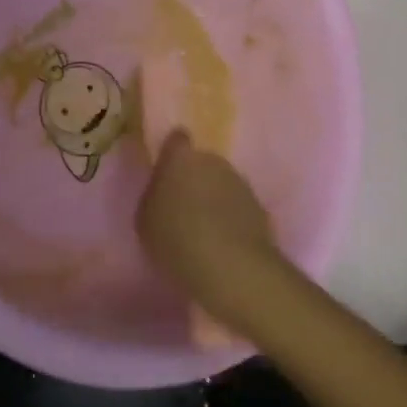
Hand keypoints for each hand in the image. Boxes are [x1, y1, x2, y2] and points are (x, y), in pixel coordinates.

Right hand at [137, 131, 293, 343]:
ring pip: (222, 183)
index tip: (167, 169)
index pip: (176, 139)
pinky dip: (231, 216)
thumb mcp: (146, 220)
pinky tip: (223, 240)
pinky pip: (238, 205)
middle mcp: (213, 161)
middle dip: (193, 177)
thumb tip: (164, 190)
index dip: (172, 151)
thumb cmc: (176, 240)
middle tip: (182, 205)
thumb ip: (154, 196)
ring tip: (203, 227)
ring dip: (214, 197)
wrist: (231, 267)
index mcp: (180, 159)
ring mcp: (240, 182)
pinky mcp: (260, 206)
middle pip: (201, 162)